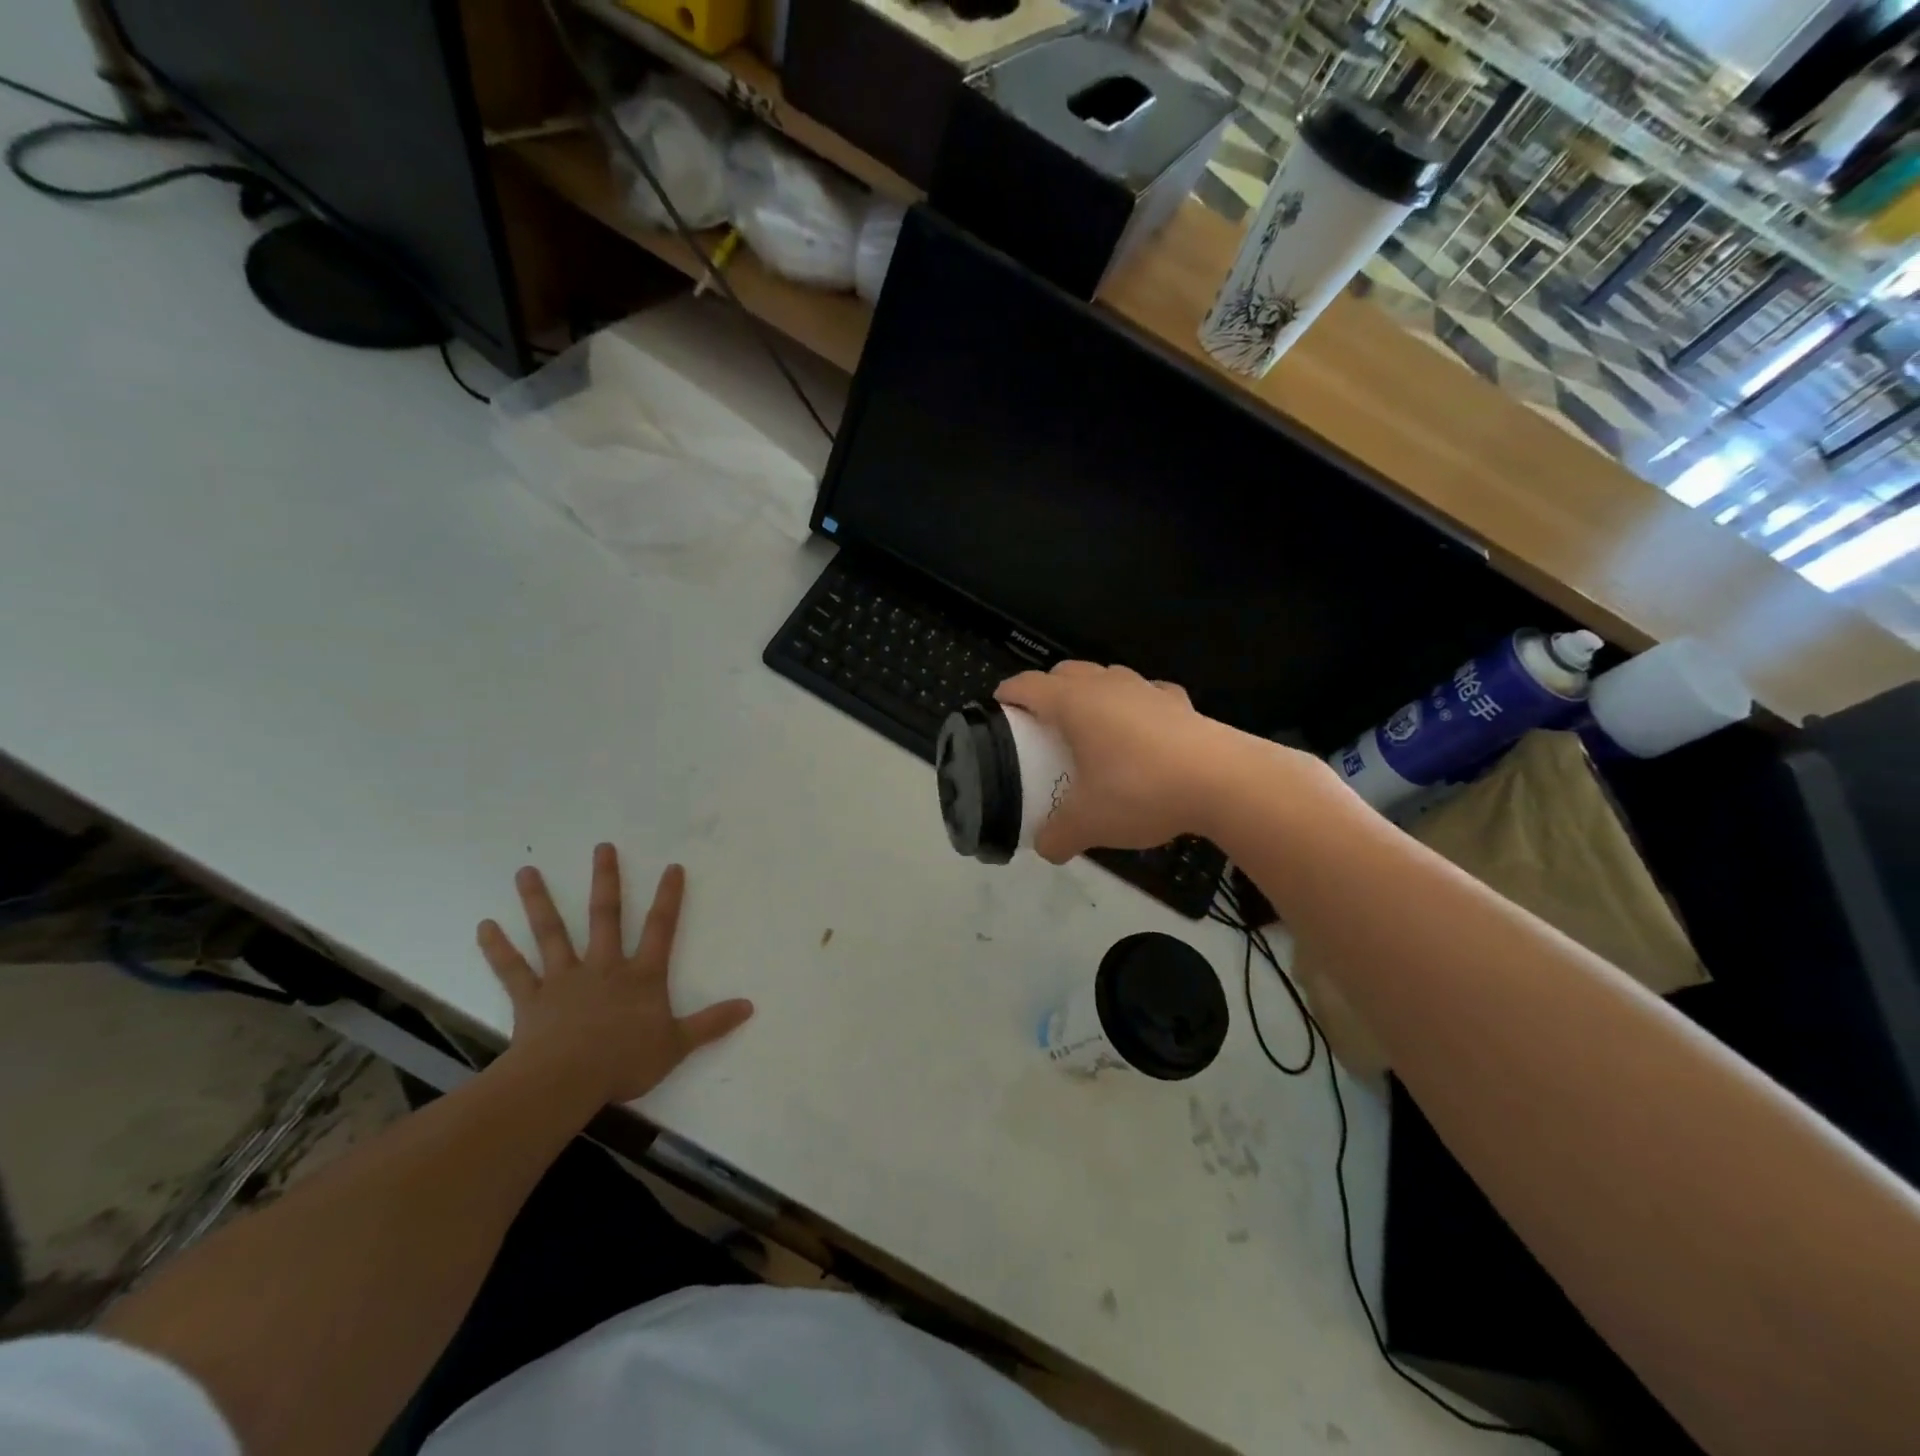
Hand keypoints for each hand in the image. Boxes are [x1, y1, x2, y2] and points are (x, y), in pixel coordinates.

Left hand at [477, 846, 752, 1106]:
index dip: (668, 897)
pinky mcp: (532, 999)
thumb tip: (749, 1006)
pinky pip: (513, 971)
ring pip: (552, 933)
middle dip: (606, 881)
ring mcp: (564, 979)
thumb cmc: (625, 1061)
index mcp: (642, 976)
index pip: (661, 928)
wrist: (566, 1081)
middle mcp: (604, 967)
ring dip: (539, 902)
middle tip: (602, 847)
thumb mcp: (678, 1045)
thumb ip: (712, 1024)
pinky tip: (484, 926)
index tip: (672, 867)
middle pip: (605, 916)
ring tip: (526, 871)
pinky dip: (498, 949)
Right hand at [996, 662, 1246, 863]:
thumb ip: (1058, 836)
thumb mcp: (1088, 823)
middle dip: (1048, 689)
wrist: (1223, 782)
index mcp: (1074, 704)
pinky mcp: (1179, 702)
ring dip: (1092, 692)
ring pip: (1107, 676)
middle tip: (1042, 722)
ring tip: (1091, 725)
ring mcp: (1147, 689)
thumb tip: (1046, 849)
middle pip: (1066, 672)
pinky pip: (1147, 694)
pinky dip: (1135, 705)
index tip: (999, 708)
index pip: (1028, 685)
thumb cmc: (1140, 791)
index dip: (1008, 694)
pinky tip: (1141, 730)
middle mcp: (1107, 685)